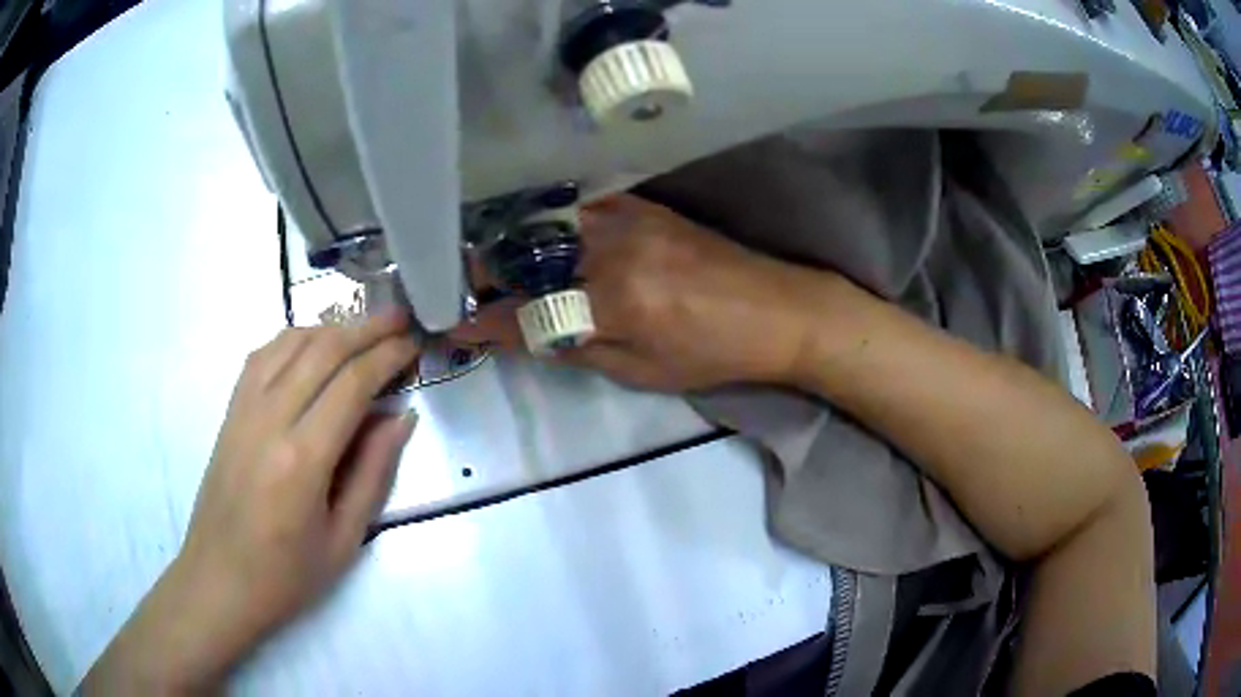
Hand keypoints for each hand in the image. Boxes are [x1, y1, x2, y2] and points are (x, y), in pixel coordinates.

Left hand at [82, 312, 418, 693]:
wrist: (219, 580)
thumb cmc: (287, 575)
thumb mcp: (345, 539)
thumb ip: (373, 472)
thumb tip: (400, 417)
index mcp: (303, 459)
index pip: (352, 384)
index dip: (388, 357)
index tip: (414, 343)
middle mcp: (270, 419)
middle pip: (323, 350)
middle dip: (367, 329)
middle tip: (400, 319)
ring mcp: (244, 409)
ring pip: (291, 342)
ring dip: (332, 328)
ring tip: (364, 330)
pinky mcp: (230, 411)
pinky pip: (263, 355)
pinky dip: (294, 338)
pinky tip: (312, 346)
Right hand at [453, 194, 816, 390]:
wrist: (777, 310)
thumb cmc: (713, 353)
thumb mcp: (642, 371)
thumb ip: (575, 347)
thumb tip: (521, 336)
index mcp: (615, 302)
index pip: (527, 311)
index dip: (484, 319)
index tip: (450, 321)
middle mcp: (613, 249)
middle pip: (526, 255)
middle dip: (484, 270)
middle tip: (462, 284)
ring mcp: (628, 218)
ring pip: (546, 223)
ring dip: (509, 242)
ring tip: (488, 258)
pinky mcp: (642, 205)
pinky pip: (578, 206)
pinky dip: (546, 220)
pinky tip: (533, 230)